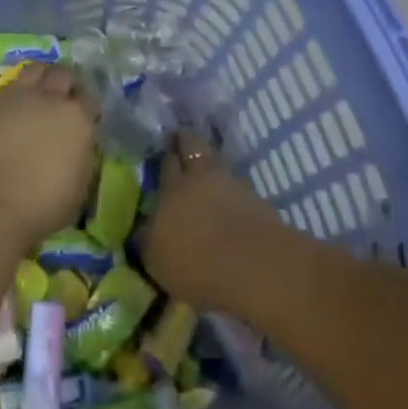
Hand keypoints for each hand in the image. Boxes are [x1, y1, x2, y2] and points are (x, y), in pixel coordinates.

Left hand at [0, 63, 96, 254]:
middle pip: (63, 75)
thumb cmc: (44, 203)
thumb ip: (82, 155)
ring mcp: (20, 97)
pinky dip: (19, 90)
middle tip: (65, 100)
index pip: (90, 101)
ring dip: (43, 76)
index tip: (87, 121)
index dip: (89, 110)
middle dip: (67, 84)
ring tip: (41, 91)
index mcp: (77, 117)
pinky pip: (12, 85)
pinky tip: (18, 104)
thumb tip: (78, 145)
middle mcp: (50, 98)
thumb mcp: (80, 185)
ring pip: (36, 69)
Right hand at [140, 132, 286, 311]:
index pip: (167, 162)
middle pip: (194, 146)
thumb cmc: (195, 262)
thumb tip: (146, 229)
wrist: (254, 267)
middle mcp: (201, 177)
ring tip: (211, 175)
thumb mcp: (156, 258)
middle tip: (183, 142)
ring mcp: (235, 185)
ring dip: (214, 166)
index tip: (166, 151)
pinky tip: (233, 201)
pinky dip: (235, 192)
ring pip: (220, 164)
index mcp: (172, 187)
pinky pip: (241, 188)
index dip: (167, 156)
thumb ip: (149, 239)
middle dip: (187, 141)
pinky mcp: (261, 202)